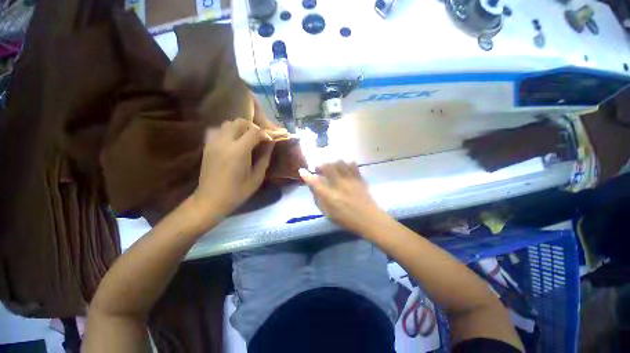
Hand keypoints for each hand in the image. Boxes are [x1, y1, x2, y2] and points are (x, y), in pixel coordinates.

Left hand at [191, 118, 274, 223]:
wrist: (211, 200)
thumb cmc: (237, 192)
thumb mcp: (257, 177)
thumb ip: (265, 158)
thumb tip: (271, 144)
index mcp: (239, 151)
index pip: (254, 131)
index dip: (265, 134)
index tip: (269, 141)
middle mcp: (225, 142)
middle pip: (240, 122)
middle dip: (252, 126)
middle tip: (259, 138)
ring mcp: (213, 143)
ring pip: (228, 124)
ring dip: (240, 128)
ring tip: (246, 139)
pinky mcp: (207, 146)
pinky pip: (218, 131)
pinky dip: (228, 132)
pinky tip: (233, 143)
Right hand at [299, 161, 387, 235]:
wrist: (370, 219)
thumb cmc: (347, 220)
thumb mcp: (328, 214)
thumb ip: (319, 200)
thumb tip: (313, 187)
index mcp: (330, 197)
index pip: (315, 183)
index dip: (306, 175)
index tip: (302, 170)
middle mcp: (339, 185)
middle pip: (327, 167)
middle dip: (319, 165)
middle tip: (318, 169)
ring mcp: (351, 180)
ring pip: (339, 163)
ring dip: (332, 163)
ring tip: (330, 167)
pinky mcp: (359, 178)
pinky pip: (352, 165)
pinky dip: (346, 163)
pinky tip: (344, 167)